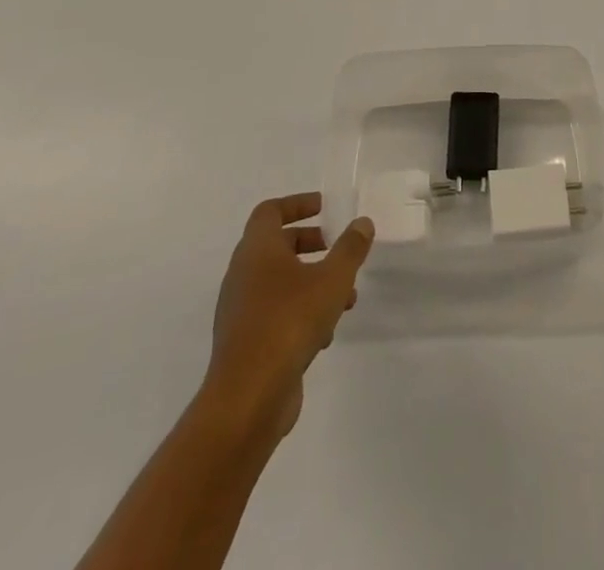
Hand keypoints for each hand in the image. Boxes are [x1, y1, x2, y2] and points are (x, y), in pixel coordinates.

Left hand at [205, 193, 373, 441]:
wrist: (247, 398)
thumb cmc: (289, 323)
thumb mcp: (332, 279)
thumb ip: (350, 248)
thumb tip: (362, 222)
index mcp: (257, 249)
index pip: (270, 211)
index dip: (298, 204)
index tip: (326, 208)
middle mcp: (243, 274)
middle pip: (276, 245)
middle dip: (311, 243)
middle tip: (338, 249)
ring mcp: (241, 310)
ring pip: (279, 282)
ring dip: (312, 281)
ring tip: (346, 298)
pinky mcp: (246, 342)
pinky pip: (276, 313)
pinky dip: (301, 311)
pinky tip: (326, 333)